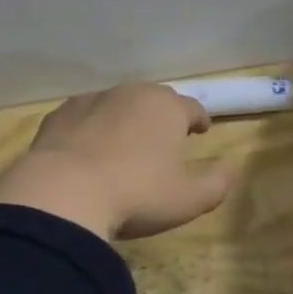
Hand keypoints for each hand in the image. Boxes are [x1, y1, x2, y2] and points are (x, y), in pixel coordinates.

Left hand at [0, 83, 236, 240]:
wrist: (63, 193)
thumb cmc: (136, 194)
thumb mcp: (188, 199)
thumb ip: (217, 183)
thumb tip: (232, 167)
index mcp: (167, 108)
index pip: (192, 107)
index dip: (199, 120)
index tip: (201, 131)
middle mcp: (132, 94)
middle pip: (155, 100)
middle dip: (162, 116)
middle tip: (163, 138)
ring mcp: (93, 100)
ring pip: (118, 104)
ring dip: (126, 119)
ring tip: (125, 144)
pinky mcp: (60, 114)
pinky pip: (85, 116)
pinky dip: (91, 128)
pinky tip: (87, 150)